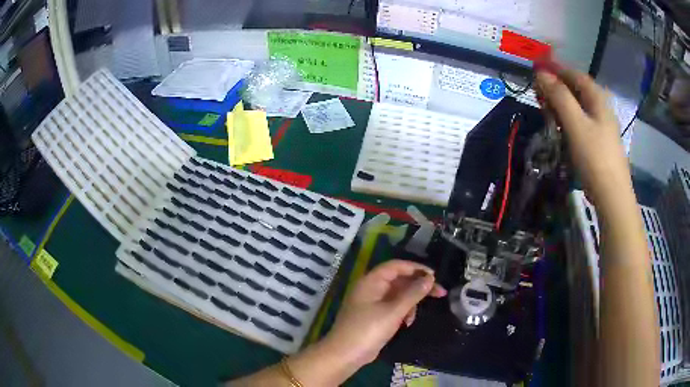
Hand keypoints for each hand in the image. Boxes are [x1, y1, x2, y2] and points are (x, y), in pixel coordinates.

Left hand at [322, 260, 446, 367]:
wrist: (345, 355)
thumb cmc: (368, 330)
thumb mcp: (393, 311)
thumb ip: (413, 293)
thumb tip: (430, 278)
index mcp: (371, 281)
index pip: (396, 266)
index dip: (416, 268)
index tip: (434, 276)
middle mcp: (371, 288)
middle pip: (399, 280)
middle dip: (418, 286)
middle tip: (440, 293)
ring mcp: (372, 302)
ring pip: (398, 294)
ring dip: (410, 302)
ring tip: (414, 316)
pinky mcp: (374, 315)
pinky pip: (393, 307)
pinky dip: (402, 312)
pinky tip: (407, 322)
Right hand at [535, 65, 631, 206]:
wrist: (612, 196)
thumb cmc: (594, 157)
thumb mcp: (575, 124)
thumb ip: (559, 96)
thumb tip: (541, 73)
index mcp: (597, 99)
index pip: (575, 74)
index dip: (556, 69)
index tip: (536, 71)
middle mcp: (601, 108)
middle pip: (577, 90)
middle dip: (557, 88)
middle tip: (539, 94)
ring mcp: (602, 126)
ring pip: (579, 107)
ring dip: (562, 105)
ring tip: (547, 112)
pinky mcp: (600, 142)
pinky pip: (582, 122)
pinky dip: (569, 120)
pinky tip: (563, 130)